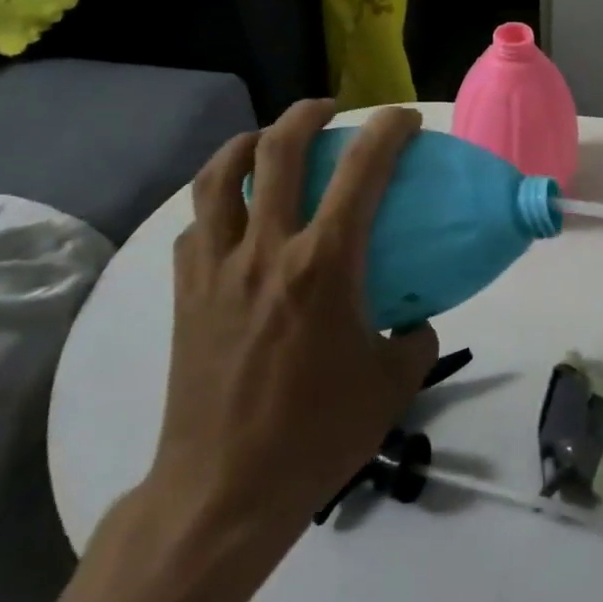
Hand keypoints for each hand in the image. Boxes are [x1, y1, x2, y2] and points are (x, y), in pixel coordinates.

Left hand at [145, 99, 438, 542]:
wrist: (223, 491)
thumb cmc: (316, 435)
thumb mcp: (391, 386)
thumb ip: (415, 338)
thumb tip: (416, 317)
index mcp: (324, 265)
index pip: (361, 171)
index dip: (387, 131)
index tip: (405, 119)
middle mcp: (266, 250)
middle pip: (278, 149)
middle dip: (307, 113)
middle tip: (329, 110)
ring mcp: (216, 268)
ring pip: (220, 176)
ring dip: (247, 142)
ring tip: (268, 139)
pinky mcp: (186, 292)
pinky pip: (197, 225)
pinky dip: (218, 202)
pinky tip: (233, 215)